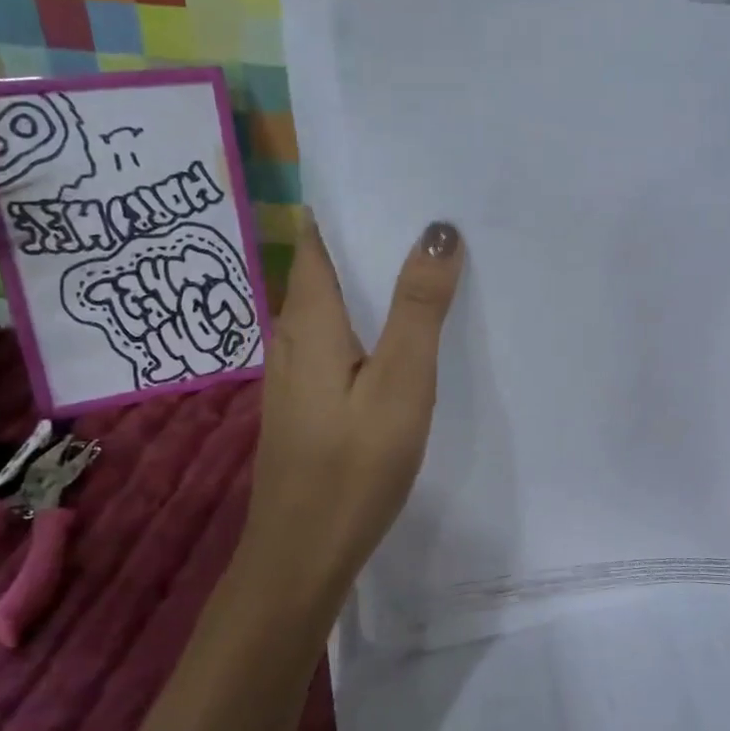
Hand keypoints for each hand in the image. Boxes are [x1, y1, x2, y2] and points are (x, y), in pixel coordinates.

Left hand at [236, 216, 463, 610]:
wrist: (303, 553)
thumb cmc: (353, 467)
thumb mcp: (400, 384)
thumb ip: (418, 308)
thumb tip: (438, 230)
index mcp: (309, 318)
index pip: (319, 234)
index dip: (353, 202)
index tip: (401, 177)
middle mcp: (292, 334)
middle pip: (327, 265)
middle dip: (372, 236)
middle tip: (433, 213)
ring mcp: (296, 370)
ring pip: (334, 304)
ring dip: (372, 279)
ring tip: (427, 259)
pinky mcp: (307, 399)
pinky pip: (338, 338)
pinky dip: (368, 320)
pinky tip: (402, 331)